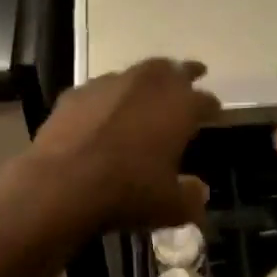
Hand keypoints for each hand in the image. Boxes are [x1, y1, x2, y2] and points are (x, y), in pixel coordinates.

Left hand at [26, 59, 220, 233]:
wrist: (62, 184)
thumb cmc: (127, 192)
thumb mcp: (170, 207)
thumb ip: (191, 197)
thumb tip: (199, 191)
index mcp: (180, 106)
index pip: (205, 100)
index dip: (212, 108)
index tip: (214, 113)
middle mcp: (148, 84)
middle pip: (173, 70)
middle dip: (185, 73)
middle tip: (193, 74)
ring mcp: (109, 84)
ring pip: (136, 73)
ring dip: (146, 81)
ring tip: (148, 92)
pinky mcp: (76, 93)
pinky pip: (100, 90)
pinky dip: (109, 97)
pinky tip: (104, 112)